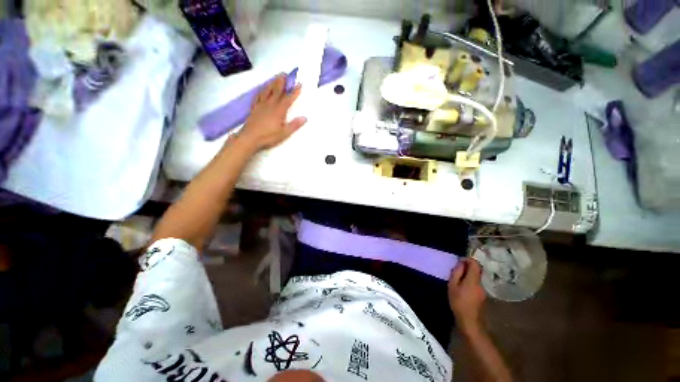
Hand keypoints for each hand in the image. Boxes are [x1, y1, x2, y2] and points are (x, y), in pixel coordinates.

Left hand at [237, 73, 306, 151]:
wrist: (250, 138)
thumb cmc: (269, 137)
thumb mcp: (284, 133)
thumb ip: (294, 125)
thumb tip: (305, 117)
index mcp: (279, 111)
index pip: (288, 99)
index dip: (294, 92)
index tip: (299, 84)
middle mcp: (270, 105)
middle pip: (276, 91)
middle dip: (281, 82)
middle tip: (284, 73)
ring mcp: (261, 105)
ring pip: (267, 91)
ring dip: (271, 83)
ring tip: (274, 77)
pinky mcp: (254, 108)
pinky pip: (258, 96)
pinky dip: (261, 91)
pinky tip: (262, 89)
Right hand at [448, 258, 485, 332]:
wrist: (469, 321)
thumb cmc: (458, 302)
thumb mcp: (453, 285)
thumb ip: (457, 272)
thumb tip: (461, 263)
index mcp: (473, 279)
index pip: (475, 264)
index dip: (468, 259)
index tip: (459, 261)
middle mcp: (481, 283)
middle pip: (477, 271)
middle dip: (467, 268)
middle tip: (456, 270)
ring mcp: (483, 291)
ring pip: (476, 278)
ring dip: (468, 276)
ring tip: (458, 280)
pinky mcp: (482, 296)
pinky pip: (476, 285)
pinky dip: (470, 282)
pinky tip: (463, 289)